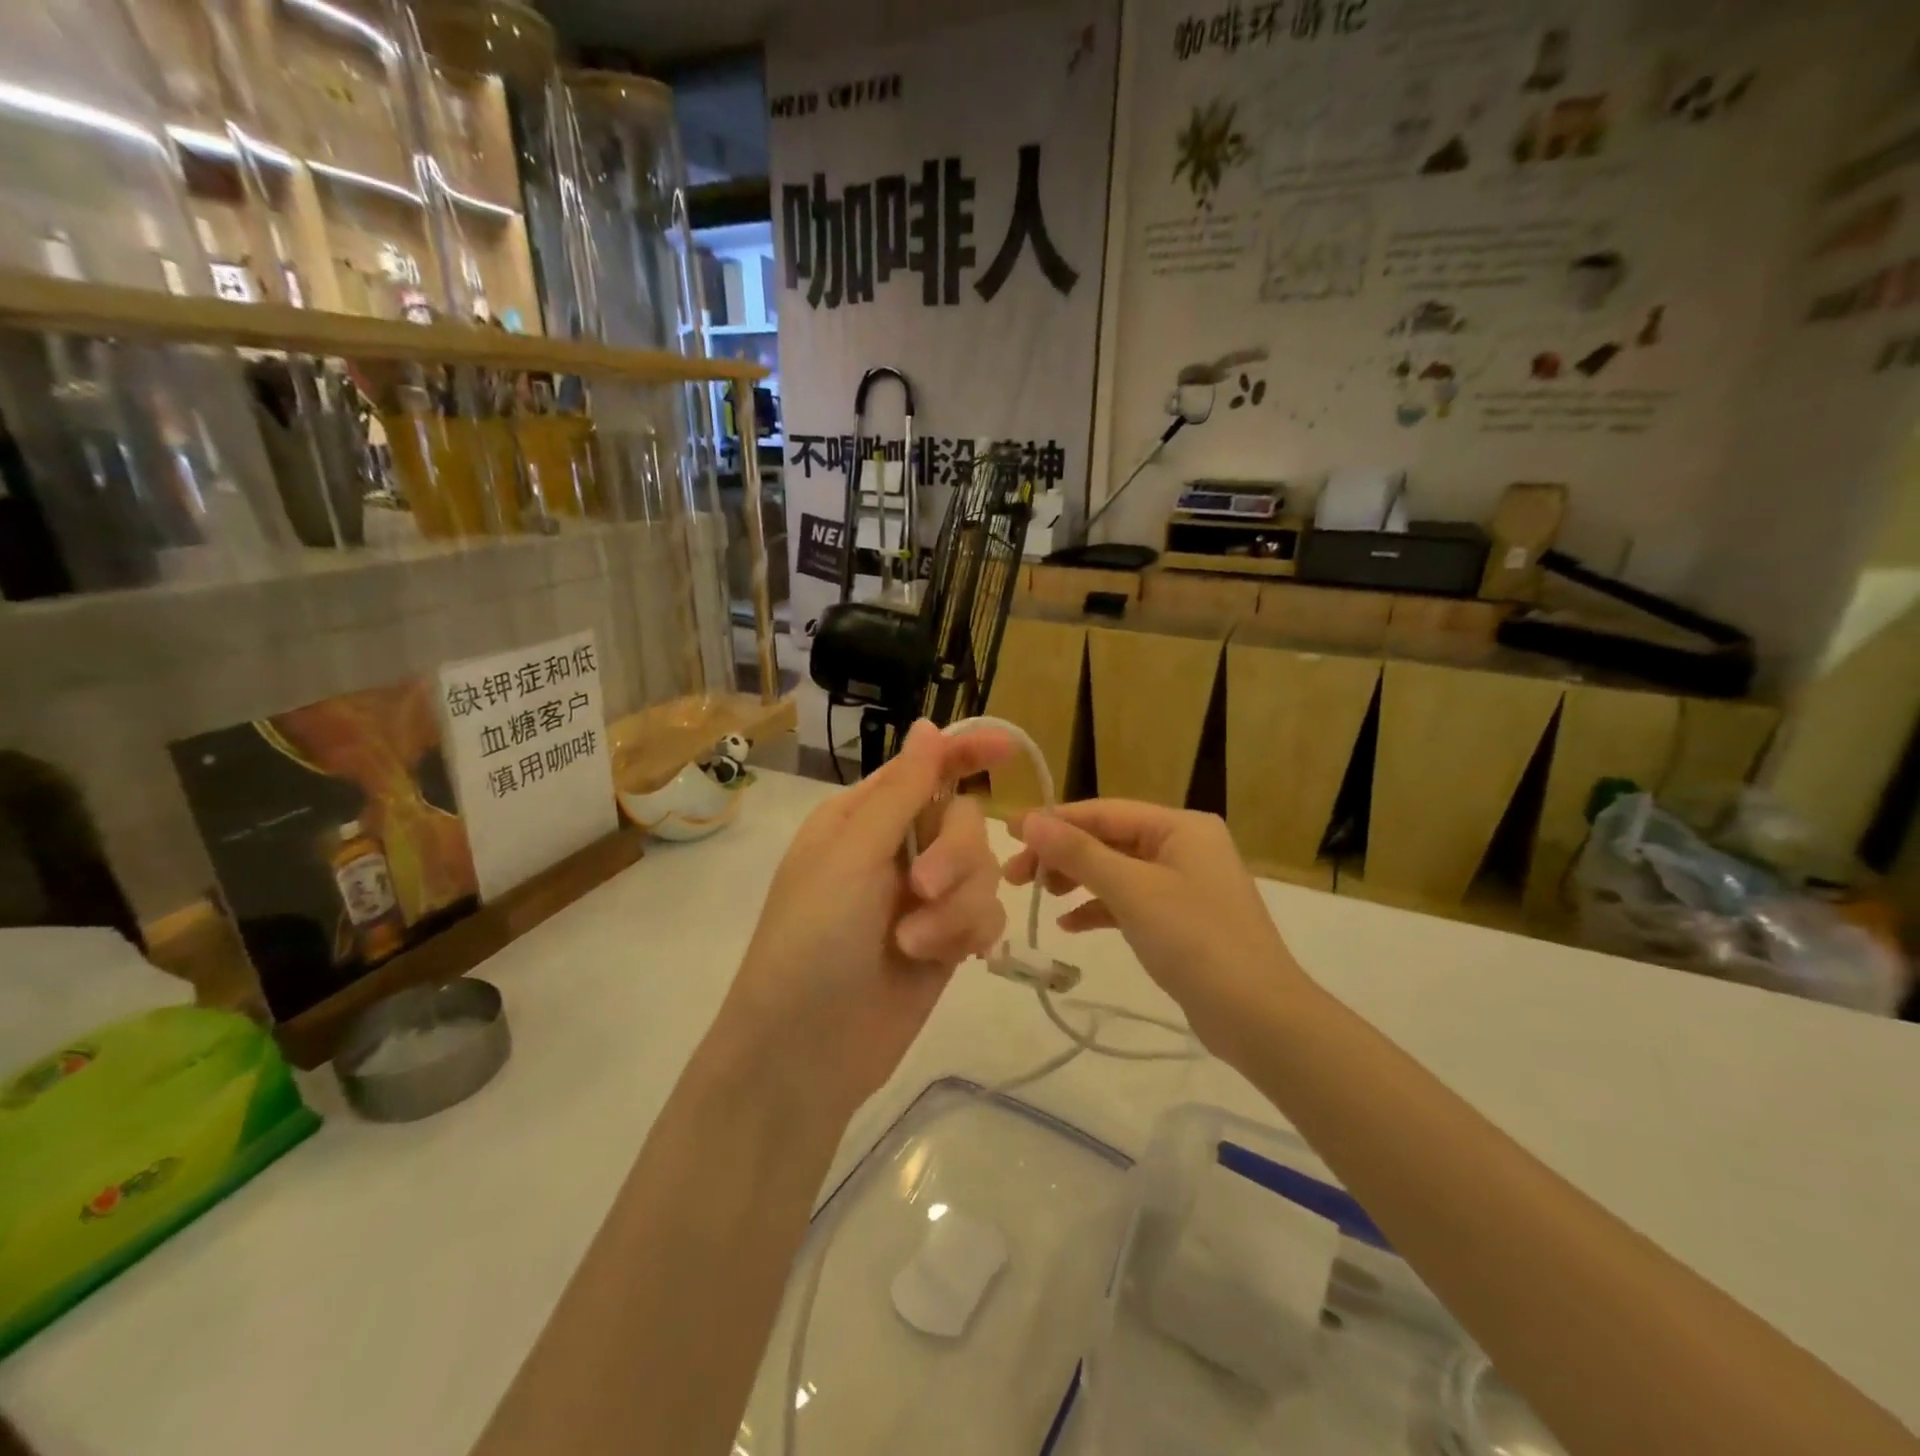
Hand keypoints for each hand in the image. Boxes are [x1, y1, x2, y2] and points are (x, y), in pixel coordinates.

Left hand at [719, 720, 1012, 1119]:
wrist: (805, 1051)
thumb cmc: (812, 941)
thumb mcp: (851, 856)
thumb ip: (900, 792)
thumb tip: (927, 726)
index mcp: (863, 818)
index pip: (924, 768)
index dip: (967, 752)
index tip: (1010, 748)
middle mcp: (896, 850)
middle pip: (964, 820)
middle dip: (955, 854)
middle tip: (923, 889)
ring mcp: (923, 897)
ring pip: (982, 871)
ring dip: (956, 906)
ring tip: (914, 944)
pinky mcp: (945, 940)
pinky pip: (986, 914)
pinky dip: (967, 933)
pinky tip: (943, 960)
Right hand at [1005, 800, 1304, 1057]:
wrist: (1259, 1018)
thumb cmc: (1196, 940)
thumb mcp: (1132, 891)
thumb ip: (1079, 853)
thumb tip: (1030, 819)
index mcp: (1180, 827)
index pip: (1104, 813)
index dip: (1054, 821)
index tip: (1008, 831)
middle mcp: (1184, 846)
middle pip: (1108, 840)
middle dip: (1061, 855)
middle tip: (1014, 877)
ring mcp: (1184, 884)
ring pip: (1116, 871)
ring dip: (1076, 881)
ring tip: (1037, 897)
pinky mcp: (1180, 920)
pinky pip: (1129, 901)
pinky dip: (1099, 908)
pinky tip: (1069, 925)